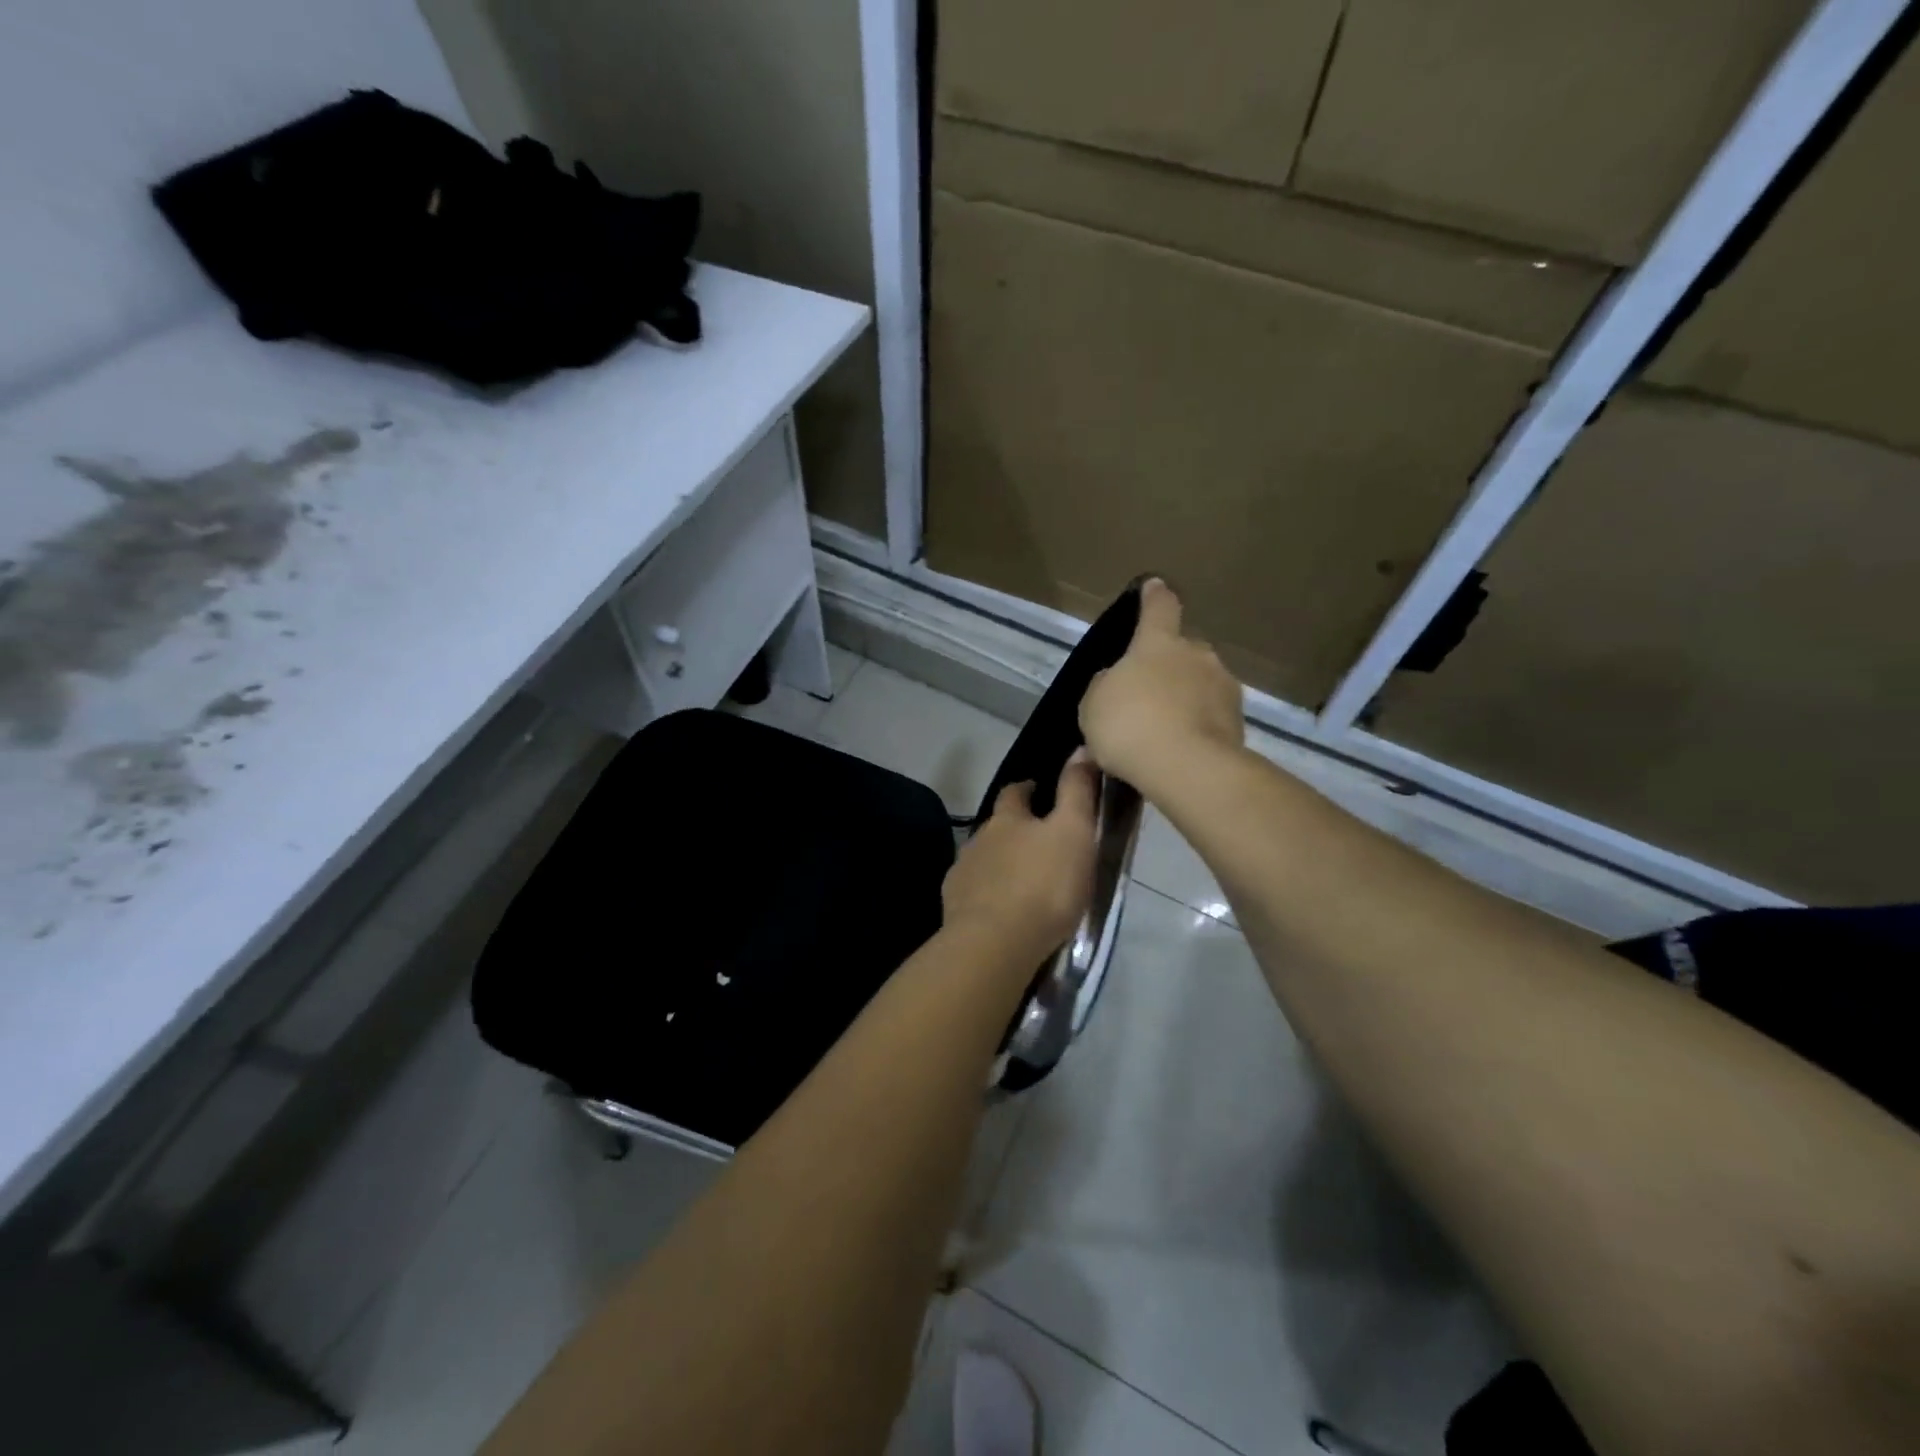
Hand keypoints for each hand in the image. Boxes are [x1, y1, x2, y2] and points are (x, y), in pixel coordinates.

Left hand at [942, 752, 1098, 963]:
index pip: (1014, 792)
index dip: (1027, 789)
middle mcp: (978, 839)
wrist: (995, 942)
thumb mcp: (1074, 832)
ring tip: (1022, 881)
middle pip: (995, 827)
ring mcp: (962, 874)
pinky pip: (973, 892)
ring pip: (983, 859)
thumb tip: (1080, 749)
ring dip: (1000, 864)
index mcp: (1007, 819)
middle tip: (1037, 843)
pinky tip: (1000, 909)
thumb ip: (1077, 791)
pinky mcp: (954, 907)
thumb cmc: (1044, 884)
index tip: (1038, 791)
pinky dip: (987, 894)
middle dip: (1012, 829)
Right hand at [1079, 579, 1244, 793]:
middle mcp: (1198, 655)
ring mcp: (1224, 687)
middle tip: (1147, 696)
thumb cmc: (1130, 724)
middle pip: (1182, 651)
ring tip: (1163, 732)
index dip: (1154, 596)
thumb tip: (1117, 681)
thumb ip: (1106, 685)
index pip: (1159, 607)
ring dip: (1185, 699)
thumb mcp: (1095, 703)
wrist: (1186, 767)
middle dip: (1168, 667)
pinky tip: (1179, 751)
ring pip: (1200, 685)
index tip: (1153, 586)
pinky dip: (1197, 727)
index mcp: (1159, 643)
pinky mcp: (1239, 722)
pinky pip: (1211, 717)